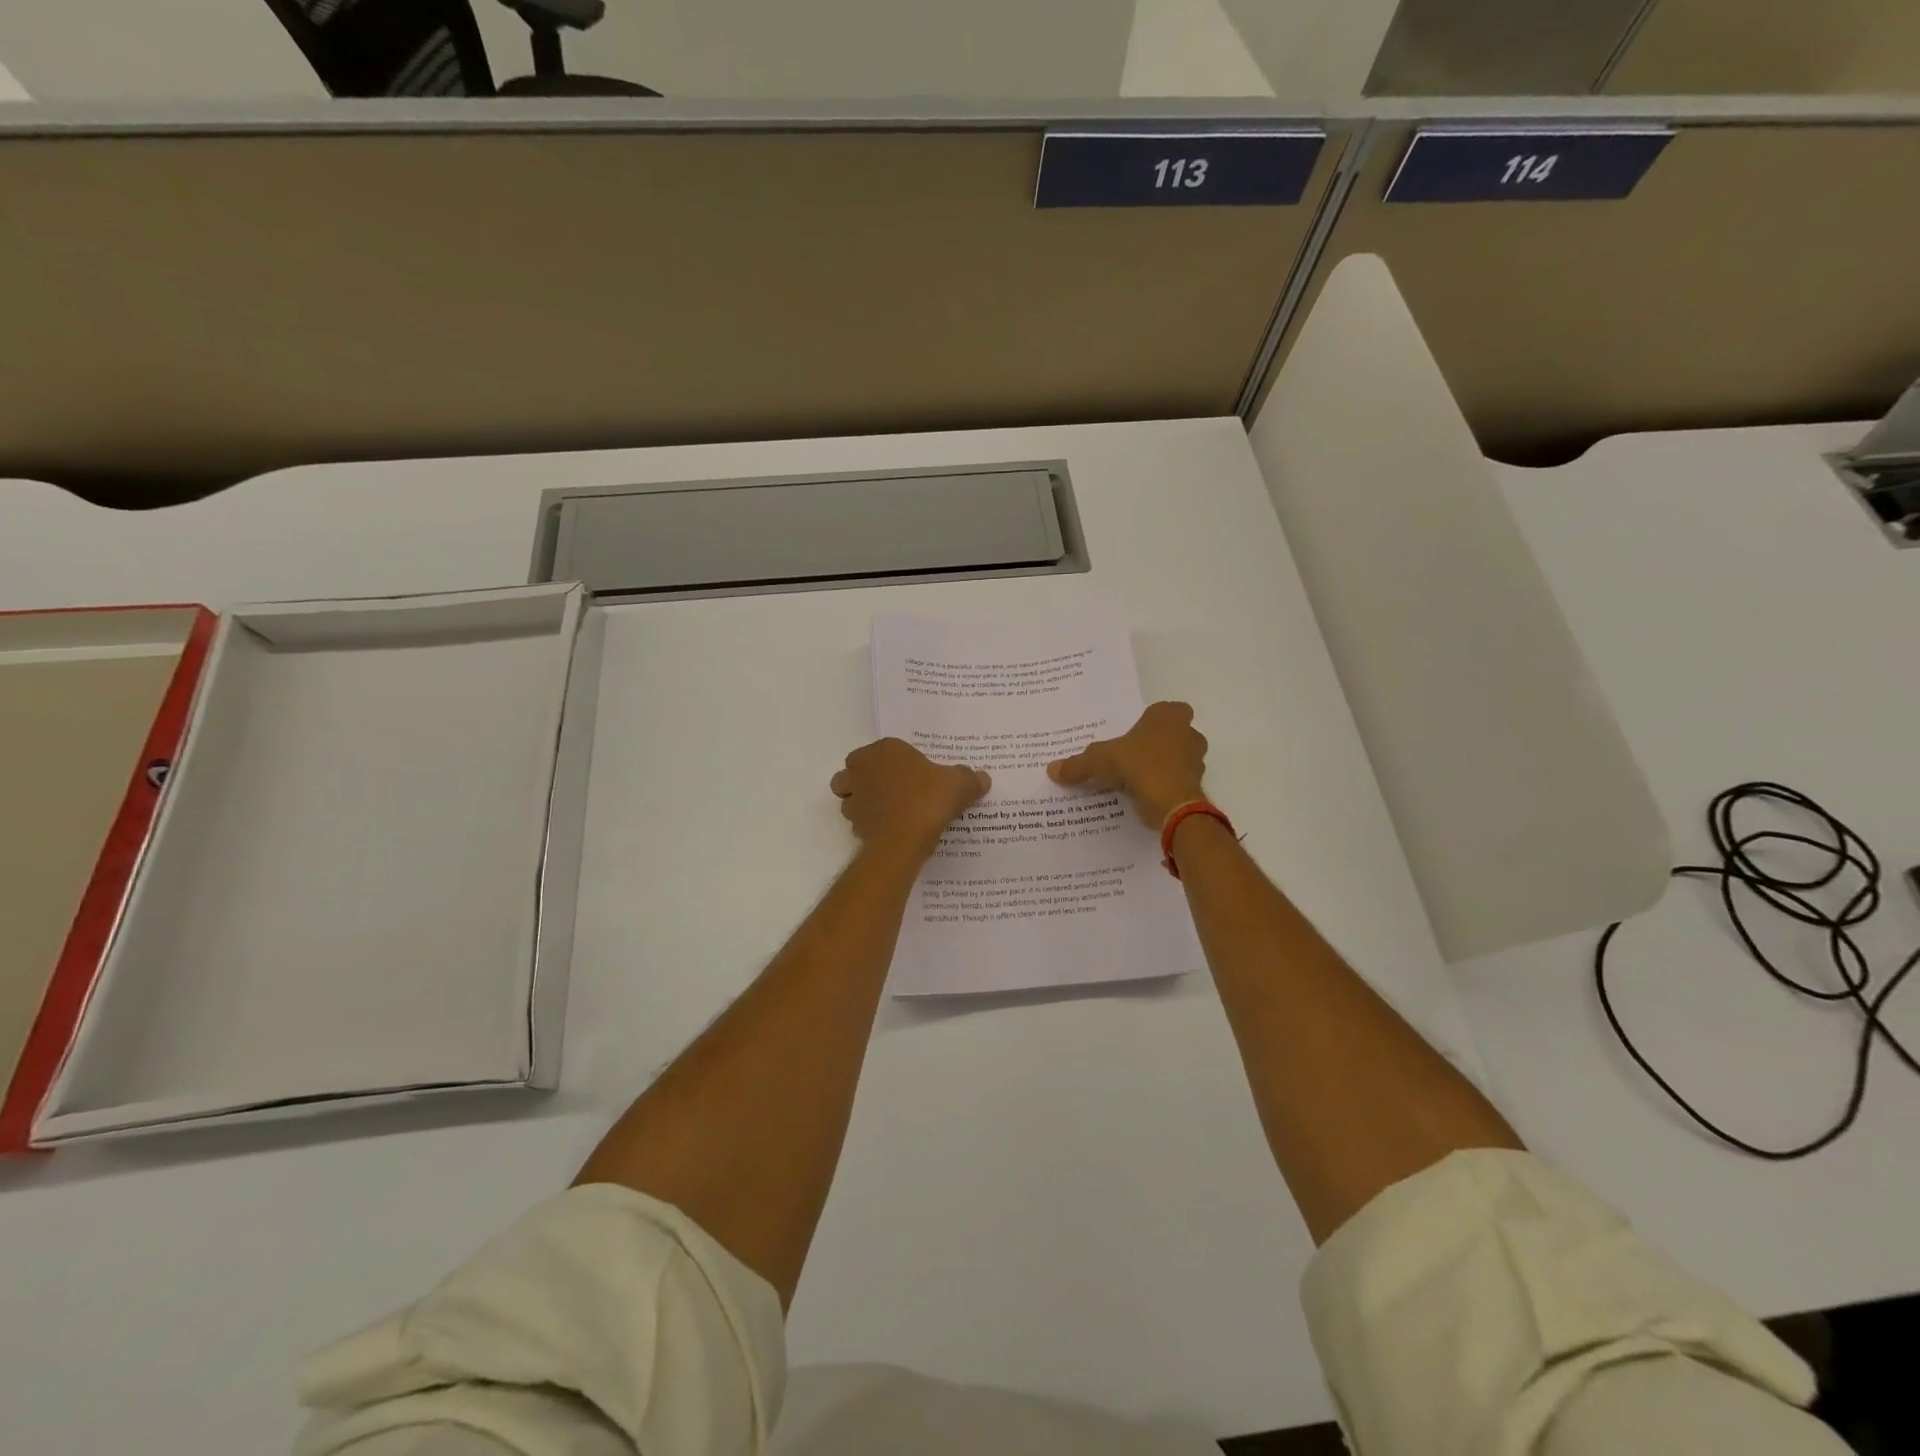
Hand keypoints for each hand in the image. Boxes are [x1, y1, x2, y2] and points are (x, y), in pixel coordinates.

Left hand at [831, 738, 990, 859]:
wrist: (903, 840)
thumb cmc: (928, 799)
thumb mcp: (959, 784)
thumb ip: (970, 778)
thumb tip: (983, 778)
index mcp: (884, 750)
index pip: (885, 749)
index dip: (898, 761)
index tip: (915, 774)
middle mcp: (861, 769)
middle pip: (856, 769)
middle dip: (868, 778)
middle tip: (894, 789)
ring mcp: (853, 798)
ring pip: (850, 795)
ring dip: (863, 801)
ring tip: (889, 811)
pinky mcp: (853, 824)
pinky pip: (858, 821)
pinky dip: (869, 824)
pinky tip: (889, 831)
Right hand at [1048, 701, 1207, 827]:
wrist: (1172, 802)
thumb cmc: (1139, 765)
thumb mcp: (1100, 761)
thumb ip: (1078, 764)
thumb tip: (1051, 769)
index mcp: (1168, 716)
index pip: (1165, 710)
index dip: (1151, 721)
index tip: (1134, 734)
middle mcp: (1188, 733)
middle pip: (1173, 734)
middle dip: (1158, 744)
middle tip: (1133, 756)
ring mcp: (1196, 760)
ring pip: (1178, 759)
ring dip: (1162, 766)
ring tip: (1136, 779)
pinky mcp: (1195, 786)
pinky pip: (1177, 782)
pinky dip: (1164, 787)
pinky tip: (1144, 796)